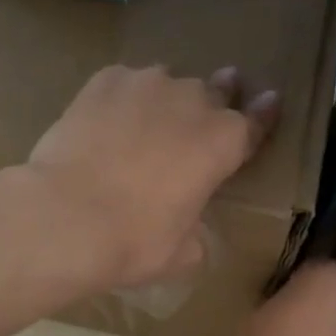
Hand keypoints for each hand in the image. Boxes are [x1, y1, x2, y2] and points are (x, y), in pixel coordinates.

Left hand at [23, 64, 278, 288]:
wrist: (65, 217)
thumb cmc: (134, 242)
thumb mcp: (182, 254)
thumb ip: (196, 233)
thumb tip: (190, 230)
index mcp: (223, 144)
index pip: (256, 121)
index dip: (264, 114)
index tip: (270, 101)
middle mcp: (192, 101)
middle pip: (215, 91)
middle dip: (218, 97)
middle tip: (212, 102)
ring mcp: (147, 84)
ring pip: (168, 83)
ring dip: (167, 99)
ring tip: (150, 120)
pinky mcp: (104, 80)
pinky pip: (125, 83)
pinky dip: (124, 97)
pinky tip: (110, 118)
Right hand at [225, 260, 335, 335]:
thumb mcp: (254, 316)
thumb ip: (278, 302)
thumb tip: (285, 304)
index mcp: (326, 280)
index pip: (317, 266)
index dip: (299, 278)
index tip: (280, 290)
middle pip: (332, 293)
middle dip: (314, 301)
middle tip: (284, 314)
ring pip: (334, 319)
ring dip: (318, 325)